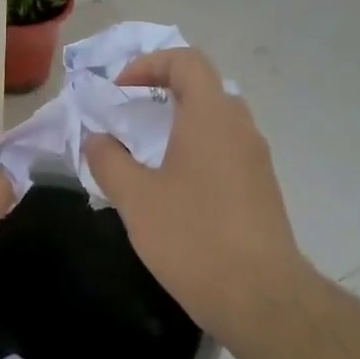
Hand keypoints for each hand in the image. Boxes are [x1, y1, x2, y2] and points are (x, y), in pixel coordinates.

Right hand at [84, 49, 309, 342]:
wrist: (260, 298)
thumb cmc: (192, 237)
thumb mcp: (135, 197)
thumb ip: (108, 160)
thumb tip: (97, 139)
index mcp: (210, 117)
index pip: (186, 61)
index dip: (149, 64)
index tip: (120, 91)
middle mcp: (240, 128)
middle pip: (204, 87)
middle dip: (163, 92)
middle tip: (131, 116)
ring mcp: (257, 160)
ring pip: (216, 121)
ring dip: (180, 124)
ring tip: (146, 154)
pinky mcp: (262, 189)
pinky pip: (226, 151)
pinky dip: (197, 151)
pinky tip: (173, 189)